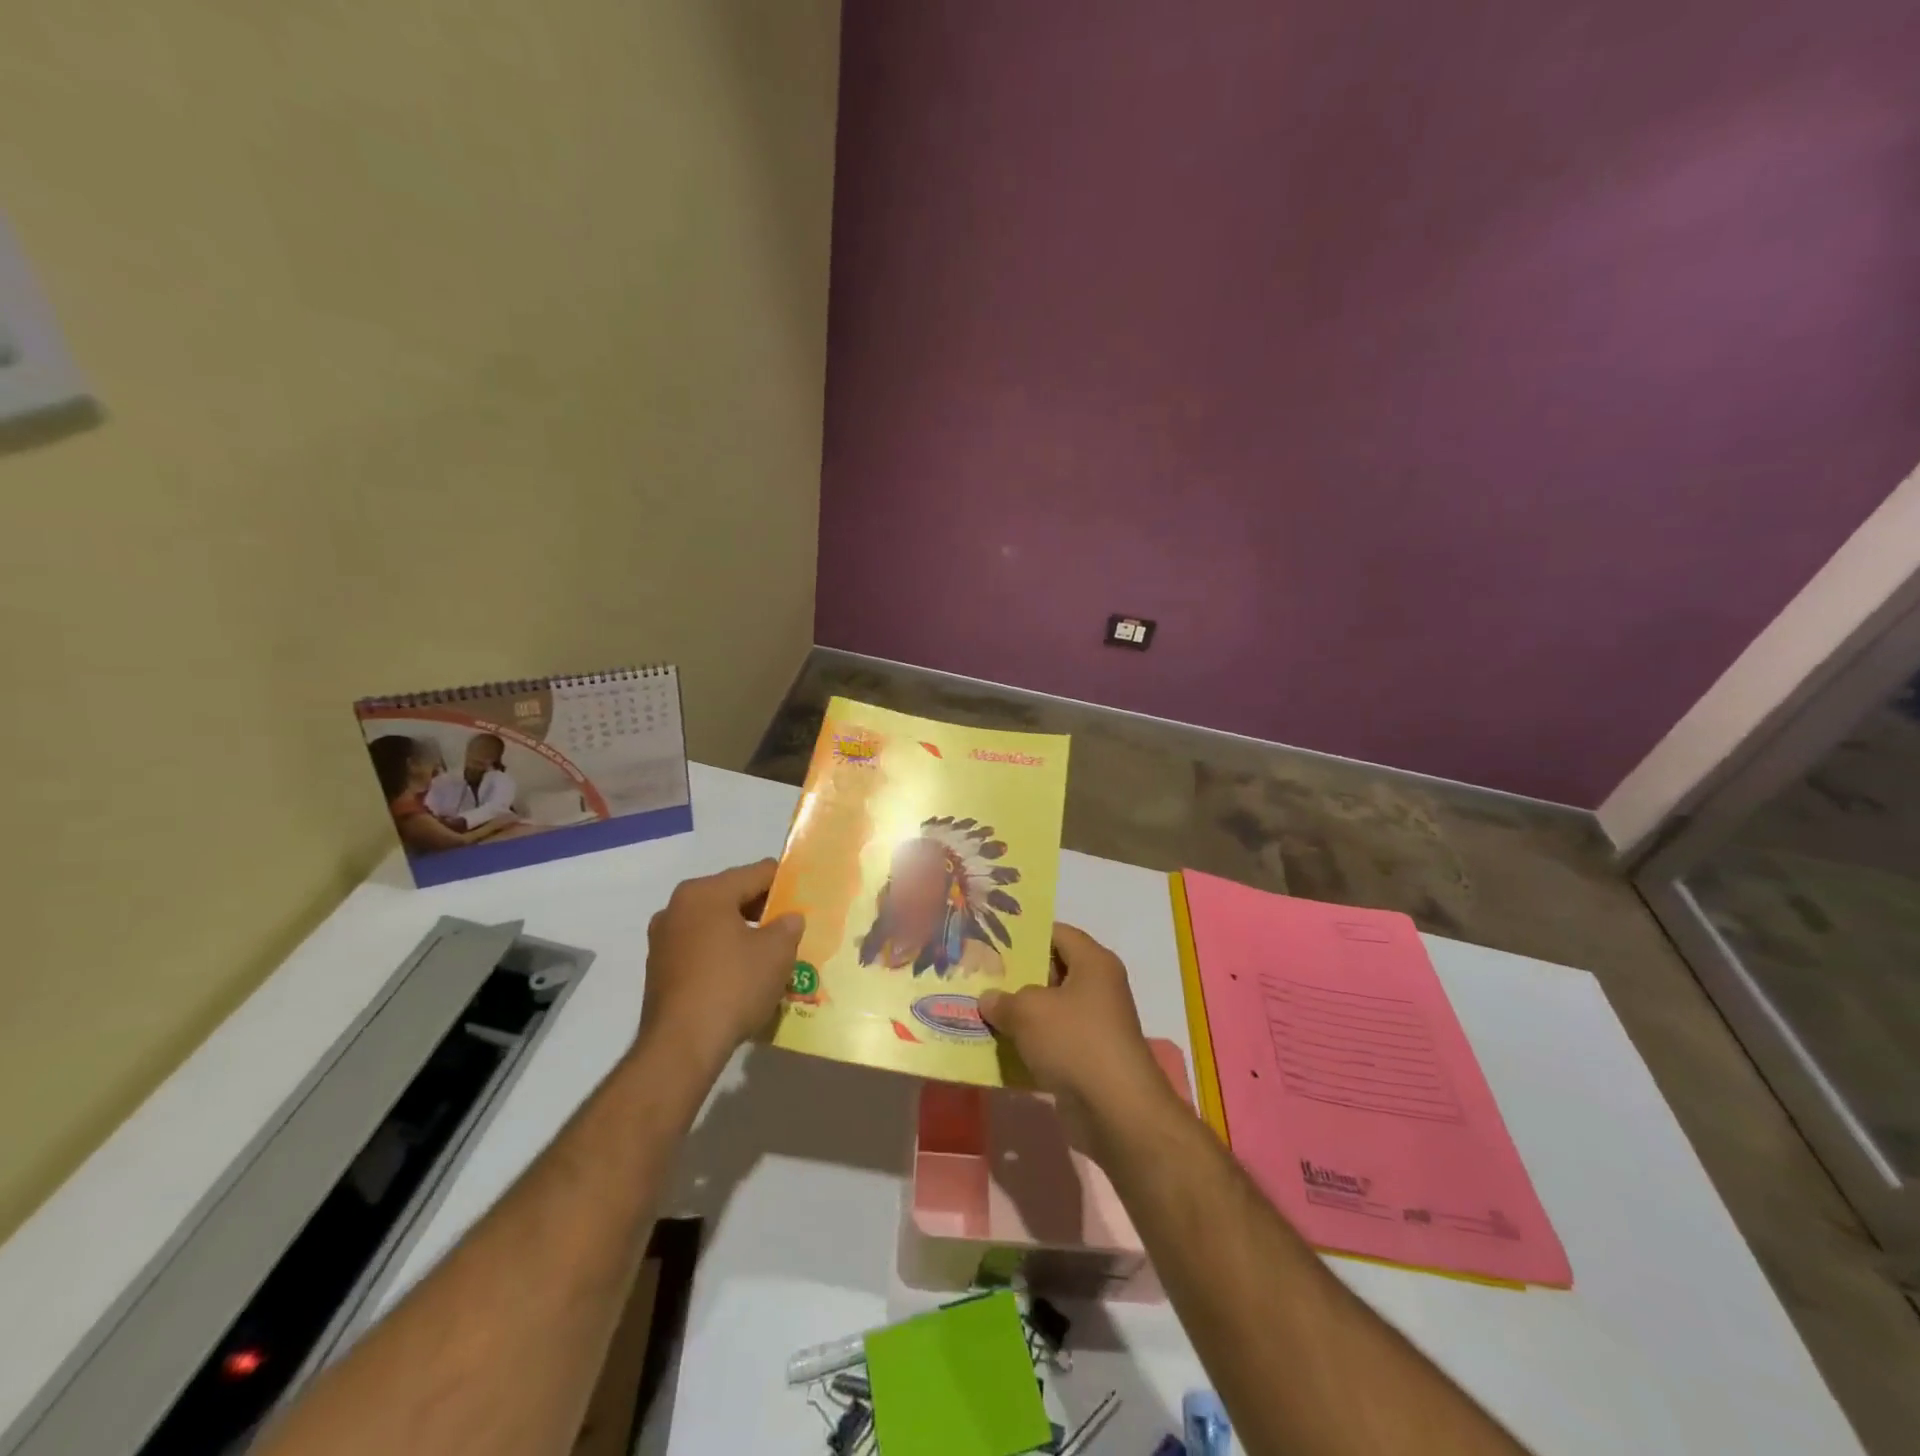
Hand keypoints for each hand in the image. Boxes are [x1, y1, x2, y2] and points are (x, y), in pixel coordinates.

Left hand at [639, 859, 803, 1075]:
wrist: (681, 1046)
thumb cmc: (733, 986)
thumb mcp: (777, 952)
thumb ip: (788, 926)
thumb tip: (788, 919)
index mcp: (706, 892)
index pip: (757, 873)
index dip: (786, 883)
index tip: (806, 899)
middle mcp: (678, 907)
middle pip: (732, 896)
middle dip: (763, 911)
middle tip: (790, 930)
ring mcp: (663, 939)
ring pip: (715, 924)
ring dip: (742, 934)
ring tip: (769, 956)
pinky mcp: (658, 969)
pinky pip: (700, 949)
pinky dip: (722, 954)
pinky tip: (742, 977)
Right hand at [978, 924, 1169, 1147]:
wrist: (1117, 1111)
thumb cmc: (1075, 1042)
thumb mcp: (1028, 1012)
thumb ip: (1004, 1000)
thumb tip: (989, 999)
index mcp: (1094, 963)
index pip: (1057, 933)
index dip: (1026, 935)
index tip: (993, 941)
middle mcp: (1099, 987)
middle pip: (1054, 971)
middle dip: (1018, 976)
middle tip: (981, 976)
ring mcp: (1097, 1025)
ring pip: (1052, 1009)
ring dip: (1022, 1014)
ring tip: (983, 1011)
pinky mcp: (1090, 1058)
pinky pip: (1055, 1041)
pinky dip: (1031, 1044)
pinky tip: (1001, 1047)